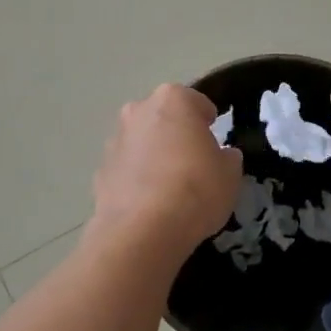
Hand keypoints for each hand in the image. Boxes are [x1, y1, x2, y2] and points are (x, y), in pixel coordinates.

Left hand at [90, 84, 242, 257]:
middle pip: (163, 117)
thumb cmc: (196, 189)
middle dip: (176, 133)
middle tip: (193, 161)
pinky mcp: (100, 171)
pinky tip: (150, 204)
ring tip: (170, 186)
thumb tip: (221, 156)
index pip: (196, 102)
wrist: (143, 230)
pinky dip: (137, 179)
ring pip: (141, 142)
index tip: (215, 139)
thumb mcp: (230, 173)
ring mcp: (115, 140)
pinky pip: (127, 169)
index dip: (208, 121)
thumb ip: (226, 157)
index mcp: (173, 100)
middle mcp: (138, 111)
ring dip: (153, 155)